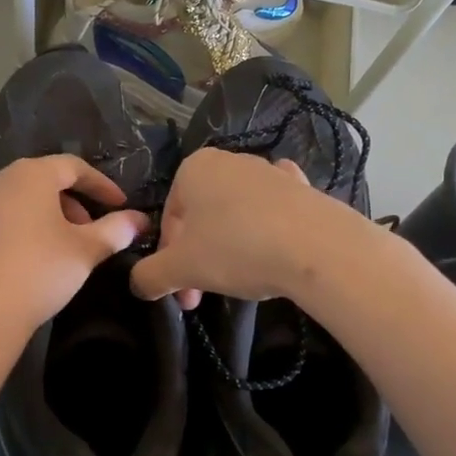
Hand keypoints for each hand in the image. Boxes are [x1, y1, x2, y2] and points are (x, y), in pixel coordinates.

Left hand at [0, 155, 149, 340]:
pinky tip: (27, 261)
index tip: (121, 206)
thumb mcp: (85, 251)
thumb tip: (139, 220)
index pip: (74, 166)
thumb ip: (115, 230)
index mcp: (31, 175)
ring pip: (19, 200)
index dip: (101, 185)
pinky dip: (19, 230)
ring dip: (45, 217)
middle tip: (90, 231)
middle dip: (72, 203)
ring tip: (61, 248)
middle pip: (43, 181)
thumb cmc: (38, 271)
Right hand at [130, 148, 353, 309]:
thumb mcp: (181, 269)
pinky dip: (268, 225)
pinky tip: (275, 245)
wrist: (317, 247)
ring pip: (236, 212)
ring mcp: (269, 171)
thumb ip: (149, 276)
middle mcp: (229, 160)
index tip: (182, 292)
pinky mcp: (303, 187)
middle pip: (202, 216)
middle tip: (204, 294)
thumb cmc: (236, 249)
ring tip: (242, 279)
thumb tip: (138, 285)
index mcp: (193, 168)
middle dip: (198, 256)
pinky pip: (274, 208)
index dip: (169, 259)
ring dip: (230, 245)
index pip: (169, 218)